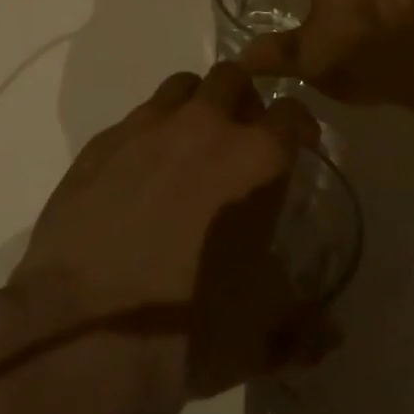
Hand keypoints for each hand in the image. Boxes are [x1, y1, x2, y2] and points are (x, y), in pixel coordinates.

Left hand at [12, 64, 334, 402]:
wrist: (81, 331)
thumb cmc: (187, 329)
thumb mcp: (261, 336)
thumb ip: (304, 328)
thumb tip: (332, 334)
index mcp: (255, 158)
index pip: (292, 113)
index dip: (300, 126)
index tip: (299, 145)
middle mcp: (203, 126)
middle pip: (232, 77)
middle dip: (243, 99)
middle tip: (240, 136)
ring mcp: (146, 127)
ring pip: (181, 88)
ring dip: (194, 106)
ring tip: (190, 147)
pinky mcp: (100, 143)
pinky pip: (135, 119)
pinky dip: (149, 134)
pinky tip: (140, 175)